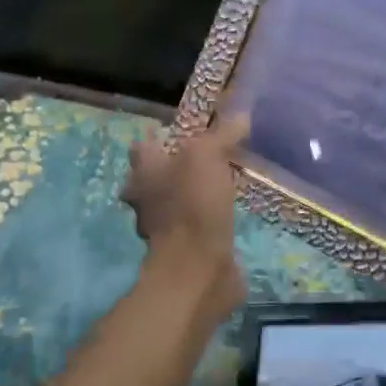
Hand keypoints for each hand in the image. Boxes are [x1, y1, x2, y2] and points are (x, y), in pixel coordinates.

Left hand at [120, 113, 249, 309]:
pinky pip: (196, 226)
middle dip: (179, 166)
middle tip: (212, 155)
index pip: (145, 145)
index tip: (190, 131)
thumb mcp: (208, 155)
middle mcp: (145, 200)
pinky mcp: (185, 251)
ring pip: (177, 201)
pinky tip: (229, 212)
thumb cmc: (193, 205)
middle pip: (158, 175)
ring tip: (225, 181)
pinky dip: (208, 219)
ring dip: (194, 193)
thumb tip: (242, 115)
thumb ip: (223, 133)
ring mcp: (164, 229)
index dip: (163, 135)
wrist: (198, 270)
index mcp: (143, 173)